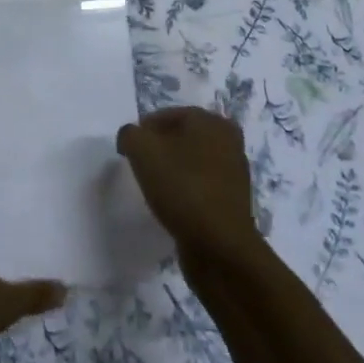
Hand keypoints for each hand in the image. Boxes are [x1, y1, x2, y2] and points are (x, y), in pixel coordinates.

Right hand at [117, 107, 260, 262]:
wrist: (219, 247)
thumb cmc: (182, 187)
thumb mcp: (142, 150)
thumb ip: (129, 134)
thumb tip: (131, 138)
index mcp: (212, 121)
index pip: (167, 116)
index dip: (143, 131)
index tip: (128, 152)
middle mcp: (229, 141)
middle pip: (181, 138)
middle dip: (159, 150)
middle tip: (140, 167)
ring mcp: (234, 173)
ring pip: (191, 162)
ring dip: (172, 171)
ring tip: (154, 188)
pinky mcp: (233, 202)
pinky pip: (201, 186)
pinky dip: (185, 191)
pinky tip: (173, 206)